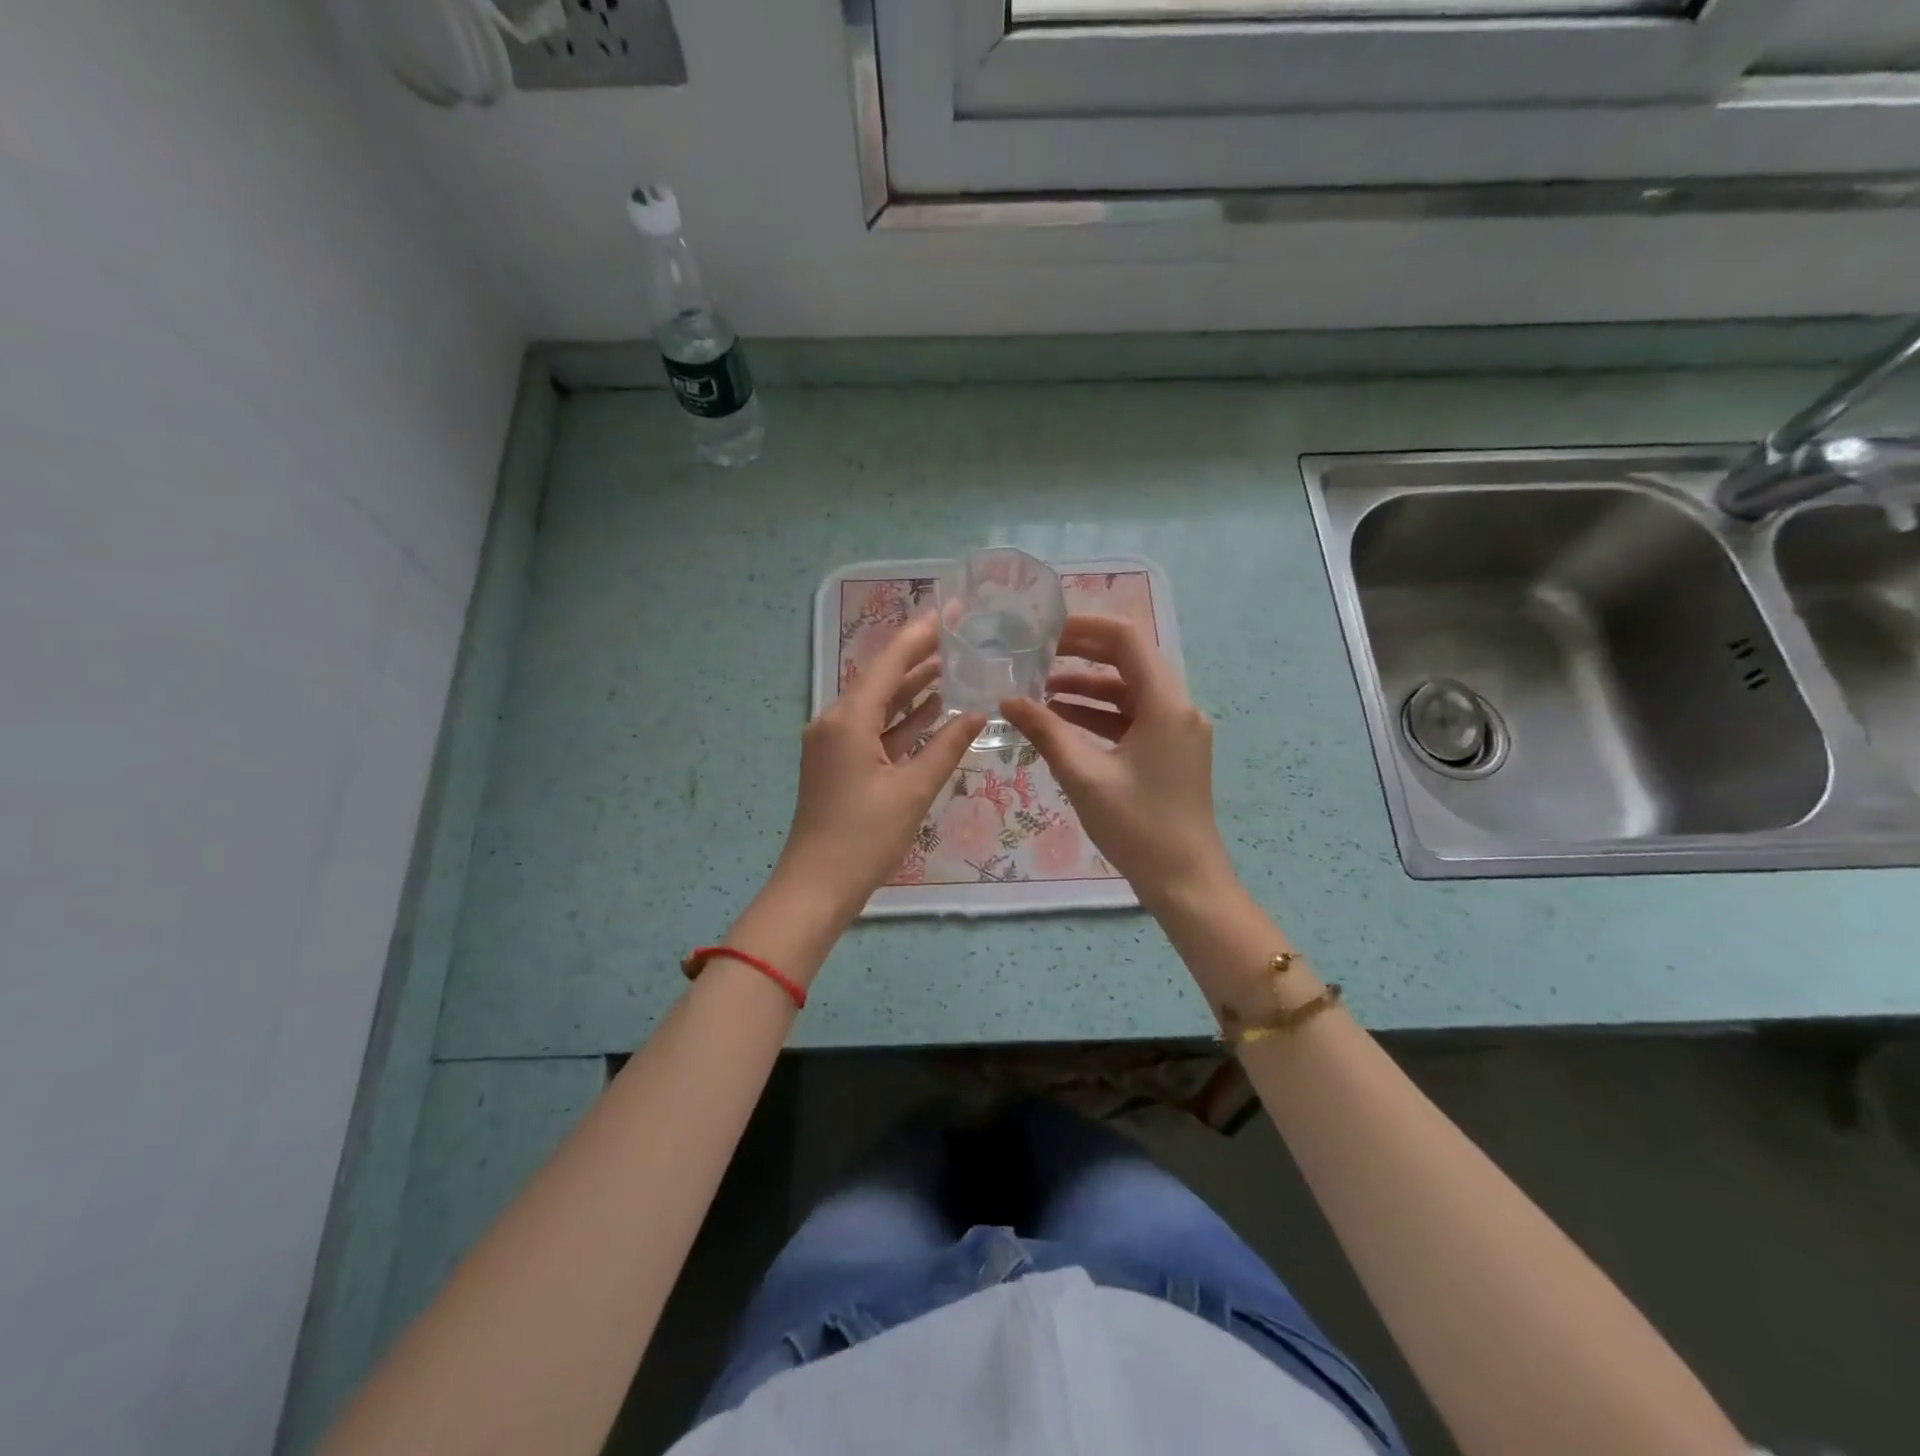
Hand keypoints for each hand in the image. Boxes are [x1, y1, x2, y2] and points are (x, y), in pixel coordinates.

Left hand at [774, 613, 983, 919]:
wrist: (816, 887)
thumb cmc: (865, 838)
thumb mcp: (913, 790)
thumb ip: (947, 746)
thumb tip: (978, 712)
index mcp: (849, 719)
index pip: (890, 661)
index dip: (922, 633)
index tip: (952, 610)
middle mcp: (836, 721)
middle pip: (883, 677)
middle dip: (921, 656)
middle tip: (961, 634)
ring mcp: (835, 743)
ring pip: (880, 704)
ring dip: (914, 687)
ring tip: (955, 665)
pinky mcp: (839, 764)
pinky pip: (875, 729)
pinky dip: (903, 720)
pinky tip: (934, 710)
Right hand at [1000, 615, 1234, 909]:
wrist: (1186, 882)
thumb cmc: (1138, 827)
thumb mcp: (1085, 776)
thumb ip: (1046, 732)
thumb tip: (1007, 701)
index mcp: (1167, 704)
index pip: (1128, 640)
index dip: (1086, 627)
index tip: (1045, 629)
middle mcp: (1179, 708)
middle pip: (1130, 661)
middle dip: (1082, 654)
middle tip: (1037, 653)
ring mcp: (1177, 731)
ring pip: (1129, 692)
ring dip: (1087, 688)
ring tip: (1039, 689)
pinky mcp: (1170, 752)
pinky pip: (1132, 719)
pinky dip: (1099, 716)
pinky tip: (1062, 721)